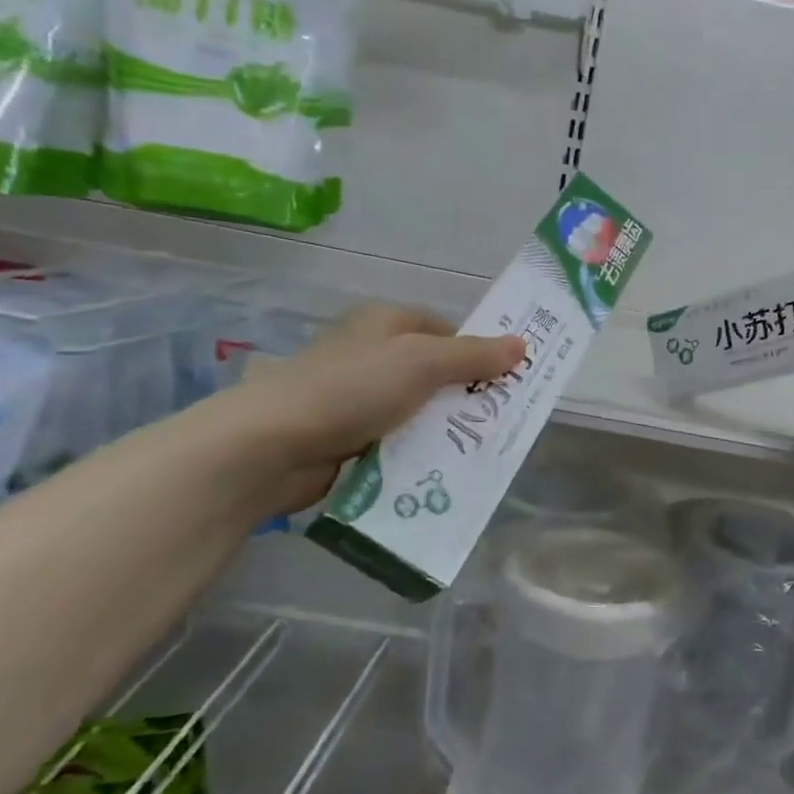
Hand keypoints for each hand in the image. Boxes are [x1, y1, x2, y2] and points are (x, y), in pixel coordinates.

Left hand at [211, 302, 524, 513]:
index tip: (504, 380)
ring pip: (416, 409)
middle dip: (463, 395)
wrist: (272, 445)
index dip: (476, 351)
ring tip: (476, 450)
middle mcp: (370, 353)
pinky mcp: (345, 435)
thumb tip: (521, 345)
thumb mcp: (423, 363)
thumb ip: (473, 356)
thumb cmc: (352, 389)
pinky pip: (395, 440)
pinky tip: (436, 470)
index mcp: (385, 323)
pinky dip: (414, 452)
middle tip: (498, 420)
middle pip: (432, 372)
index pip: (444, 330)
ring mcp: (354, 396)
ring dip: (441, 429)